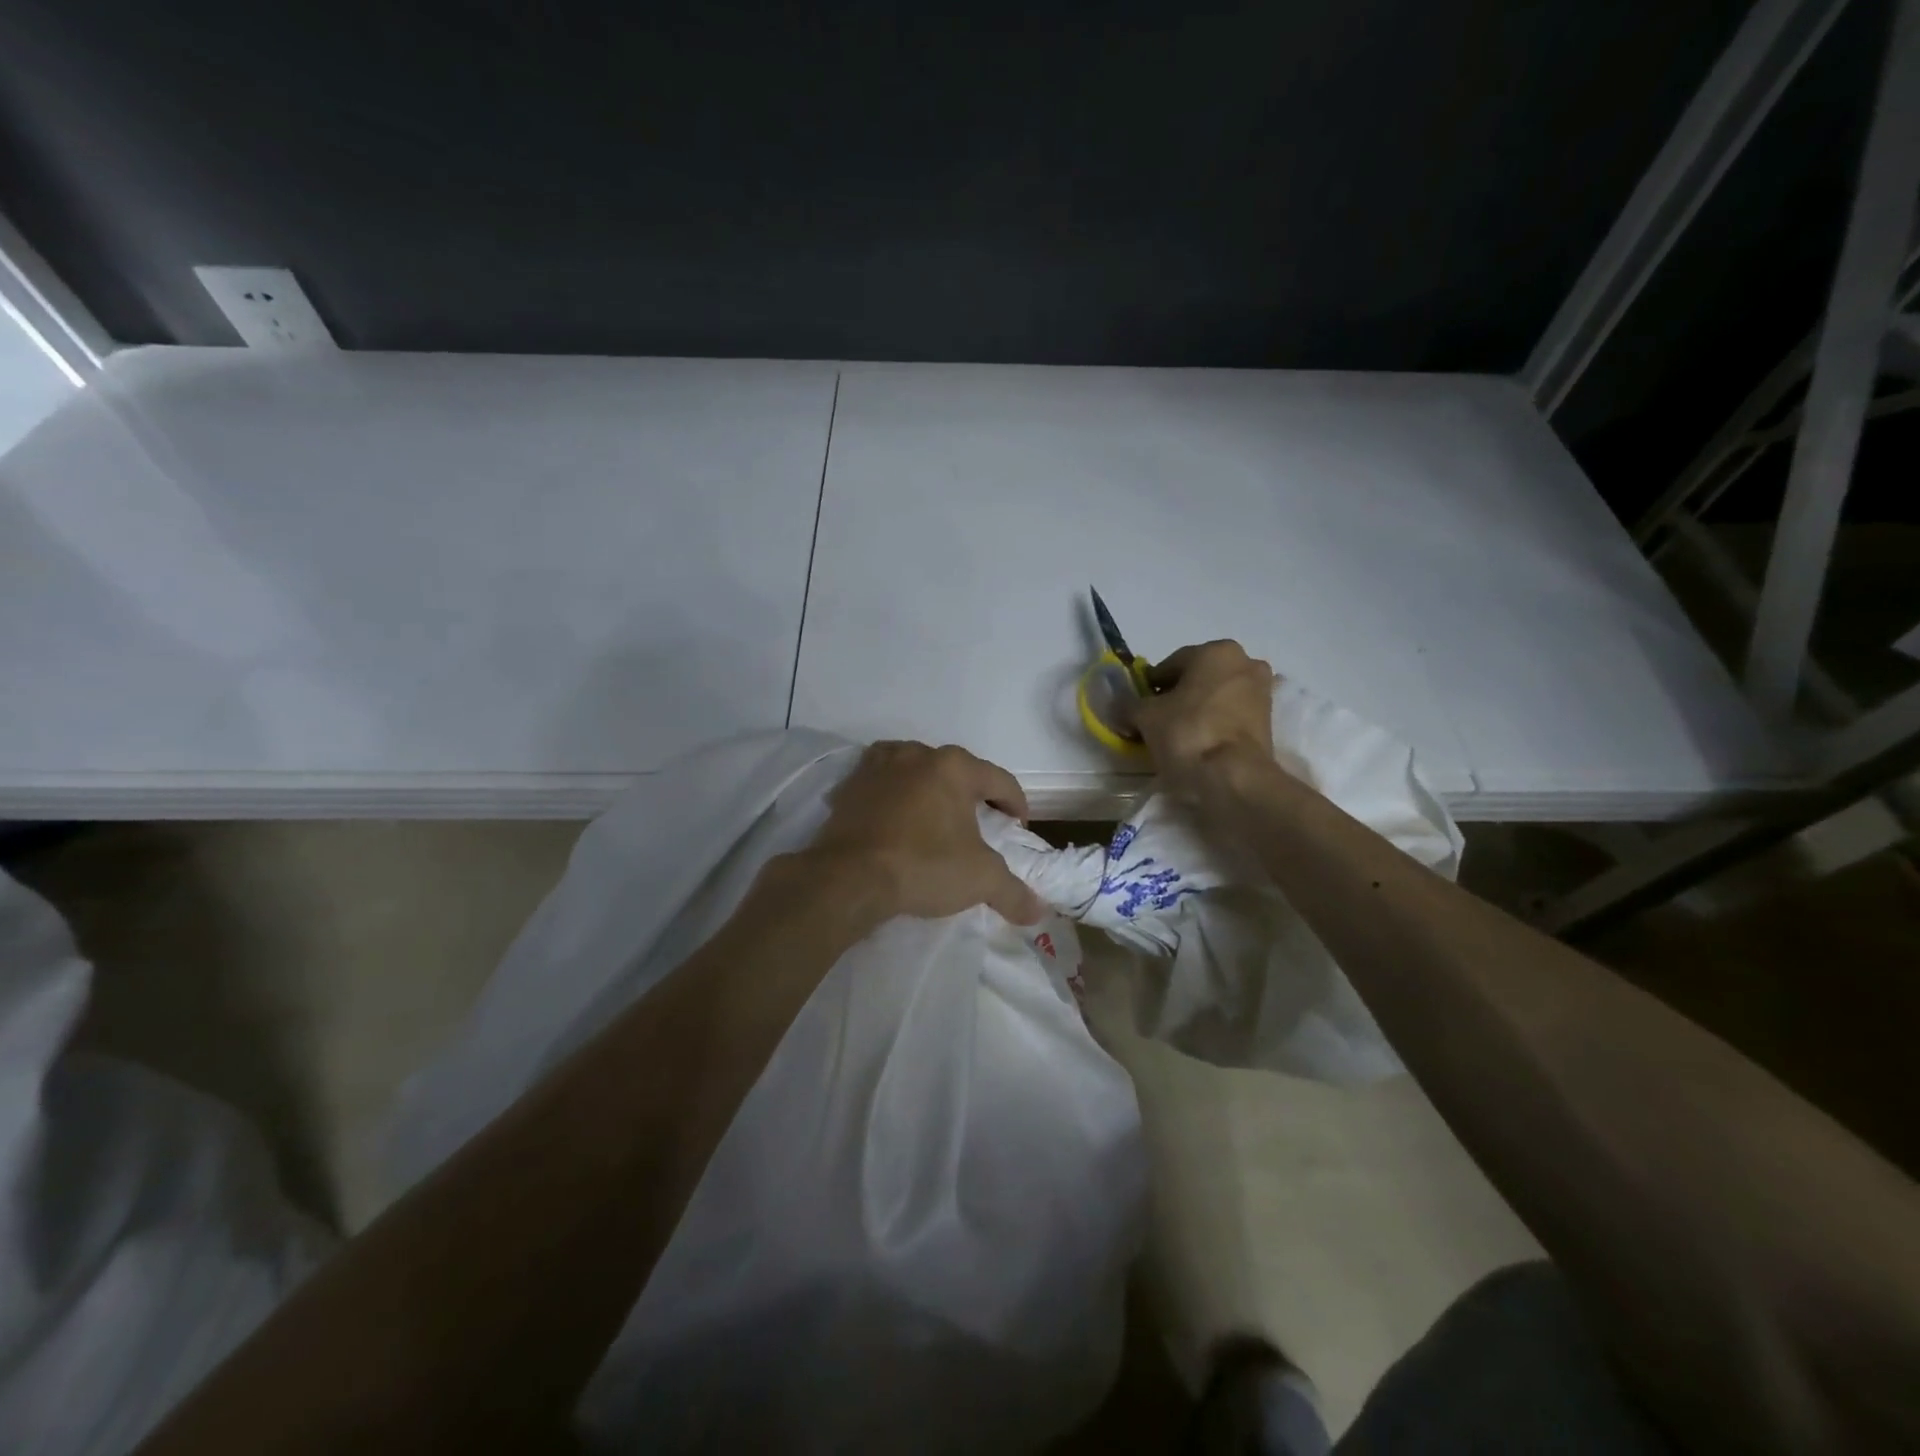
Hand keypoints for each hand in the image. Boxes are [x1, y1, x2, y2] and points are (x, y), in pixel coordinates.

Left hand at [802, 742, 1046, 926]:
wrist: (847, 877)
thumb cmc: (923, 866)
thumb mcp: (979, 880)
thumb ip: (1013, 892)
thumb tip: (1038, 911)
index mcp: (954, 767)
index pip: (999, 780)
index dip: (1016, 804)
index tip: (1018, 827)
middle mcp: (917, 755)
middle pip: (957, 771)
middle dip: (972, 795)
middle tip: (981, 824)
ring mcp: (879, 765)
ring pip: (917, 770)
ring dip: (930, 789)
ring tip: (936, 817)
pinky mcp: (850, 784)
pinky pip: (882, 782)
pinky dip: (895, 794)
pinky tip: (897, 818)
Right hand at [1135, 640, 1276, 785]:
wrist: (1234, 777)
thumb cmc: (1188, 733)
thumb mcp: (1145, 716)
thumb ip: (1128, 704)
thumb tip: (1117, 703)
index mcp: (1216, 651)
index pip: (1170, 664)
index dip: (1149, 687)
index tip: (1138, 709)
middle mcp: (1245, 663)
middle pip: (1197, 679)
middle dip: (1176, 697)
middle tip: (1156, 722)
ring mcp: (1262, 692)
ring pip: (1215, 697)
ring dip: (1195, 711)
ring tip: (1175, 737)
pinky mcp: (1268, 721)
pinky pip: (1230, 716)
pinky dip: (1213, 725)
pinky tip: (1198, 745)